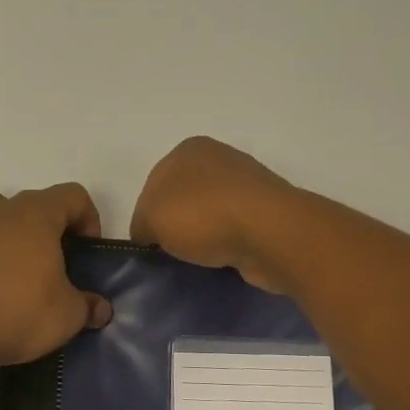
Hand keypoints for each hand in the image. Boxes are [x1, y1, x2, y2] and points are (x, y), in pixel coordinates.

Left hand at [0, 183, 113, 368]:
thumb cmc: (21, 313)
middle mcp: (0, 212)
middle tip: (56, 262)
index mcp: (37, 216)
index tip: (87, 252)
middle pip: (31, 200)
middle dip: (48, 224)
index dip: (88, 218)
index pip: (72, 195)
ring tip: (9, 253)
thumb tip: (100, 309)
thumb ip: (88, 306)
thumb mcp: (69, 316)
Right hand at [130, 136, 300, 292]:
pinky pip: (236, 229)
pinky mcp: (268, 210)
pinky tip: (224, 258)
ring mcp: (247, 183)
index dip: (148, 216)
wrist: (268, 232)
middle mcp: (219, 158)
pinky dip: (228, 243)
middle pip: (183, 198)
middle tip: (172, 253)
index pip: (153, 185)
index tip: (151, 243)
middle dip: (177, 225)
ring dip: (204, 235)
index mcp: (188, 149)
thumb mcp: (149, 218)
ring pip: (211, 214)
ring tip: (200, 259)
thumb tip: (151, 235)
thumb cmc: (200, 215)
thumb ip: (141, 225)